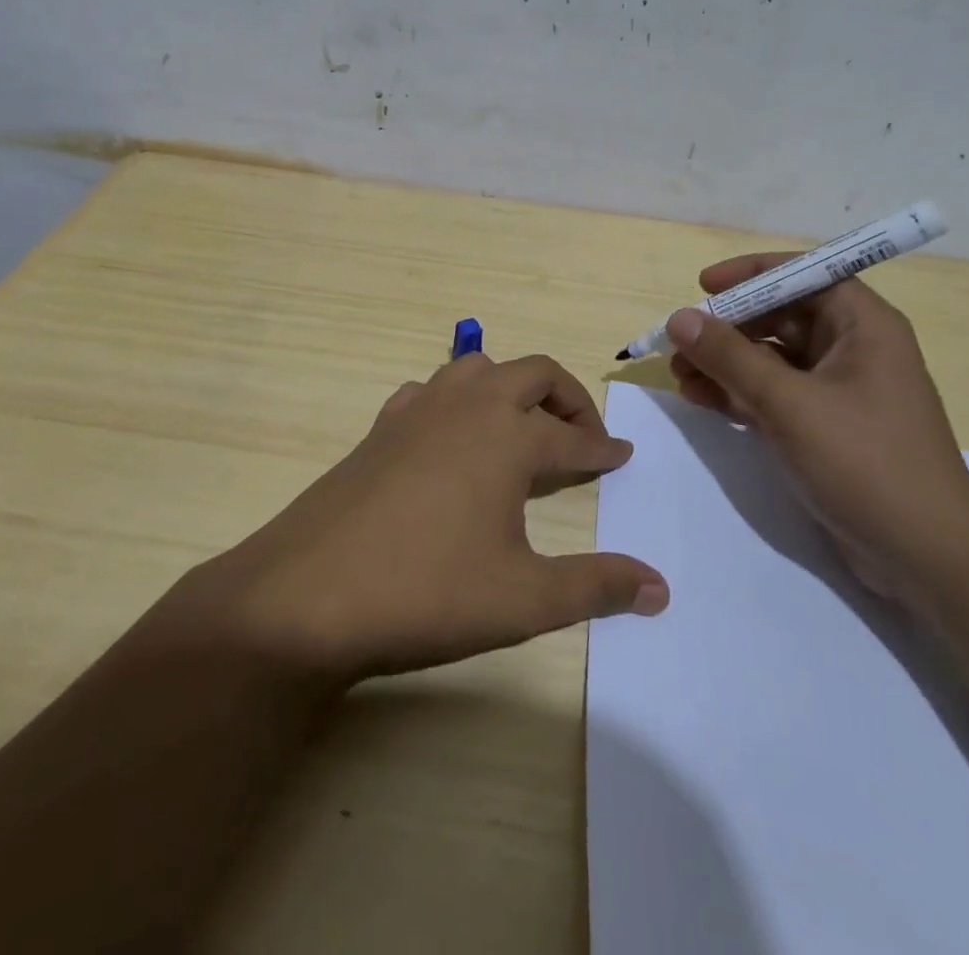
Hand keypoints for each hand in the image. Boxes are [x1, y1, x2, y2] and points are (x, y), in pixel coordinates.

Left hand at [168, 354, 667, 683]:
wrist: (308, 594)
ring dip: (510, 388)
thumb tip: (660, 587)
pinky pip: (430, 391)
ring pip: (478, 369)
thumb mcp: (524, 599)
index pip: (573, 440)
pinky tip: (451, 438)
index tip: (623, 457)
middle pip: (533, 374)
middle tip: (583, 438)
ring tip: (521, 429)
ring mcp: (418, 410)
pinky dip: (456, 400)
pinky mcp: (380, 426)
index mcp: (509, 438)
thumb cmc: (427, 592)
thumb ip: (596, 587)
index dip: (603, 450)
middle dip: (568, 399)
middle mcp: (468, 407)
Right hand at [666, 259, 968, 606]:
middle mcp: (853, 348)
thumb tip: (679, 318)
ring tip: (678, 376)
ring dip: (725, 363)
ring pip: (771, 359)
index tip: (704, 285)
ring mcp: (838, 390)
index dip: (752, 274)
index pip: (804, 275)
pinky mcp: (825, 427)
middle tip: (679, 343)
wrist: (925, 558)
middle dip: (728, 328)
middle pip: (780, 317)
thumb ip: (730, 357)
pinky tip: (700, 400)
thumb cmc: (866, 463)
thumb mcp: (790, 404)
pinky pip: (774, 394)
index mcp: (863, 325)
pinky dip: (738, 394)